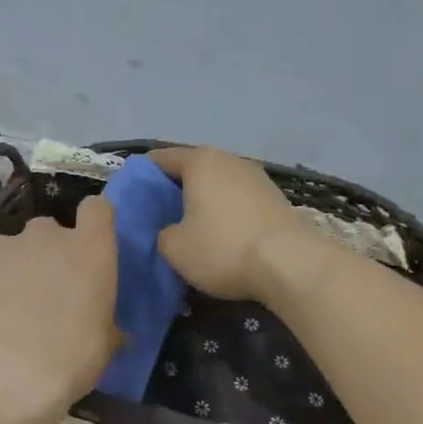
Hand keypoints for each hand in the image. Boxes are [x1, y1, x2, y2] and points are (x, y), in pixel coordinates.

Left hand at [0, 195, 119, 415]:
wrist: (5, 377)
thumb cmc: (70, 362)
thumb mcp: (103, 347)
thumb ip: (107, 327)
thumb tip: (114, 333)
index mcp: (91, 250)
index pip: (97, 210)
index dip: (91, 225)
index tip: (86, 249)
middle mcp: (48, 235)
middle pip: (48, 230)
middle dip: (45, 255)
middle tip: (40, 294)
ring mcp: (2, 242)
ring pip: (7, 245)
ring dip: (7, 267)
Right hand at [147, 146, 322, 301]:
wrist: (290, 264)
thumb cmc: (223, 249)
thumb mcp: (174, 248)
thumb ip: (161, 233)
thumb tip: (171, 230)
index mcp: (201, 161)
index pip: (161, 159)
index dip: (142, 177)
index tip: (131, 198)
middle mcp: (230, 160)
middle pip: (192, 170)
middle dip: (174, 190)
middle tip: (158, 216)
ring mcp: (257, 178)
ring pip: (218, 185)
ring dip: (203, 202)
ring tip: (190, 227)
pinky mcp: (276, 199)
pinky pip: (239, 201)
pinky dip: (226, 213)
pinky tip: (222, 235)